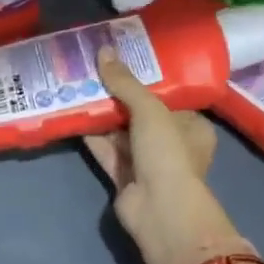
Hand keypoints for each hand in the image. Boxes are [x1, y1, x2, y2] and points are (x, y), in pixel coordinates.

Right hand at [82, 48, 239, 263]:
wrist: (160, 211)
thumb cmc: (167, 154)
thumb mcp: (150, 110)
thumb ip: (125, 82)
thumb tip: (103, 51)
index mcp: (192, 126)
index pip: (169, 96)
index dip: (145, 78)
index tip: (122, 60)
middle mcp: (172, 144)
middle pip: (140, 113)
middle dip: (117, 94)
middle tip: (93, 69)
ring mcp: (147, 163)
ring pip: (120, 132)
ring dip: (101, 114)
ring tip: (76, 86)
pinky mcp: (125, 177)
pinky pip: (106, 150)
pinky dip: (91, 136)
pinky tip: (71, 115)